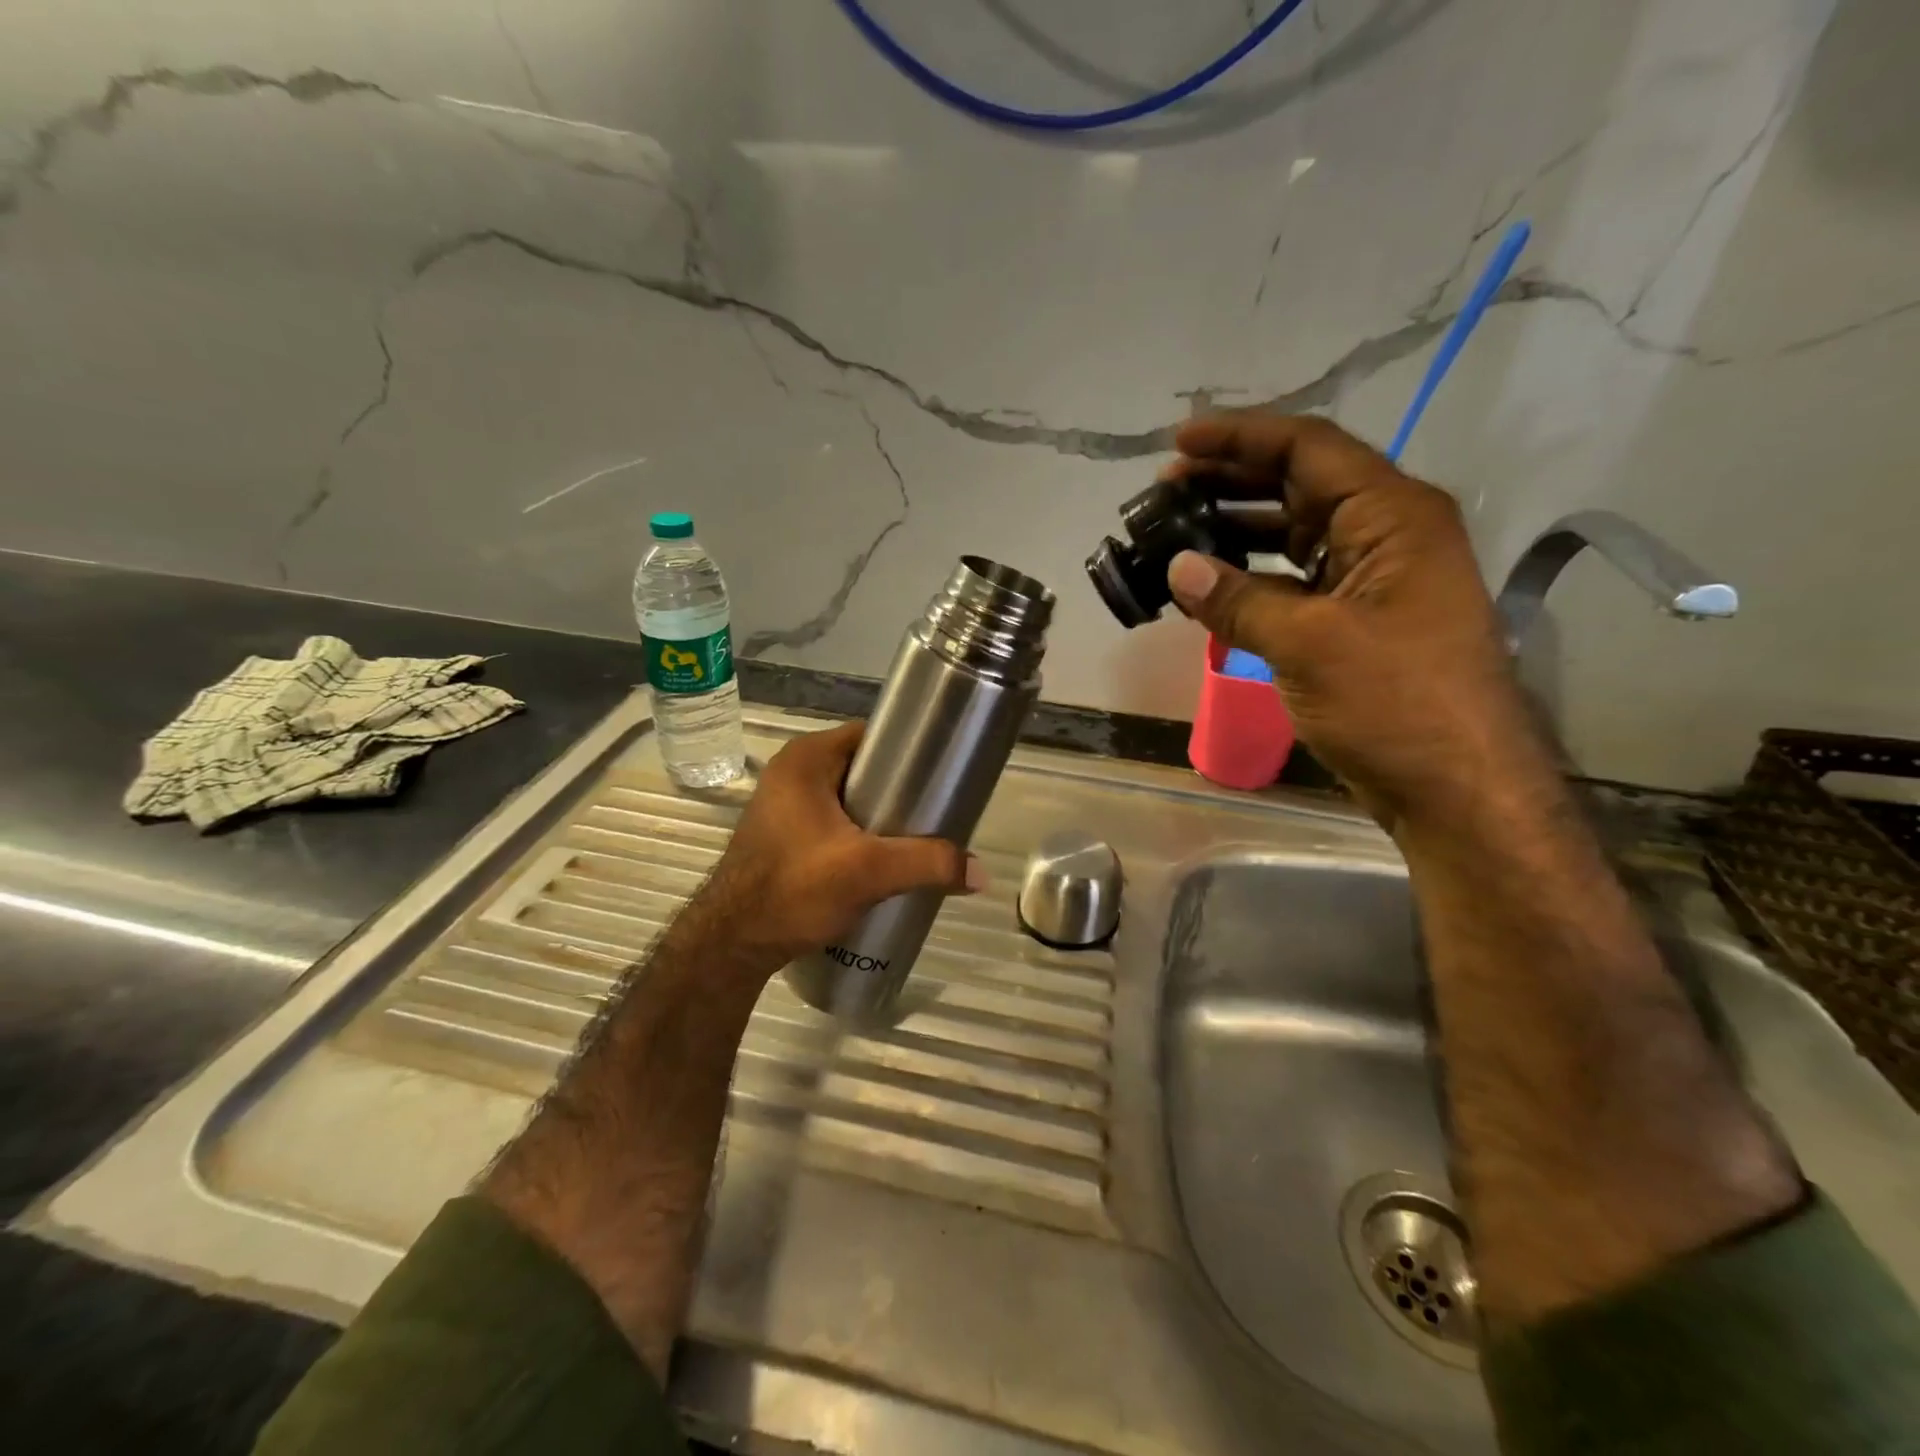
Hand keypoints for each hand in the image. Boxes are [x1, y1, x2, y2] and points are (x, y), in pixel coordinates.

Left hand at [687, 721, 983, 966]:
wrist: (730, 944)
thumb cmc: (793, 888)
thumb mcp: (867, 872)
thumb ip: (927, 864)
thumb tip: (981, 873)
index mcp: (806, 758)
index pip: (871, 736)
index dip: (909, 752)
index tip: (941, 775)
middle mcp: (791, 772)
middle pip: (862, 768)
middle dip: (899, 790)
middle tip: (934, 814)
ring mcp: (783, 804)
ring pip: (848, 798)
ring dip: (879, 816)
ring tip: (916, 839)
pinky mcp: (782, 835)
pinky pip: (833, 821)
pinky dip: (858, 834)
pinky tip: (881, 860)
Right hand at [1164, 414, 1552, 830]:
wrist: (1456, 788)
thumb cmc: (1394, 704)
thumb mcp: (1307, 645)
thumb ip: (1238, 601)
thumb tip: (1178, 568)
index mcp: (1392, 516)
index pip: (1309, 449)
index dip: (1240, 438)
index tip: (1179, 440)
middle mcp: (1387, 534)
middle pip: (1301, 483)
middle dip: (1232, 479)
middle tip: (1166, 487)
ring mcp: (1374, 579)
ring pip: (1296, 533)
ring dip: (1238, 527)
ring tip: (1177, 528)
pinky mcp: (1357, 620)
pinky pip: (1296, 579)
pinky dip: (1252, 576)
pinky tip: (1210, 584)